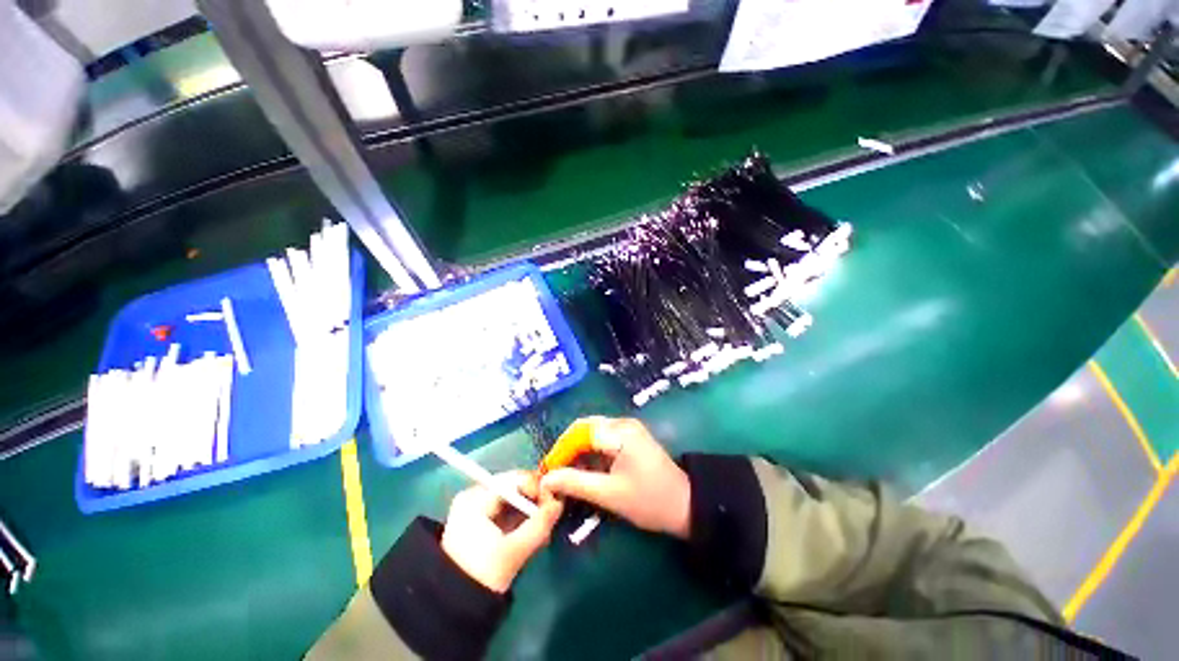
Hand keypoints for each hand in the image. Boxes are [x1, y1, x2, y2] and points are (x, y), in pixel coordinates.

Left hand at [440, 471, 562, 592]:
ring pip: (512, 500)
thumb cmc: (480, 575)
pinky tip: (530, 533)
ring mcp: (475, 507)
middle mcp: (475, 494)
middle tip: (550, 519)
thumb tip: (559, 503)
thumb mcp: (514, 551)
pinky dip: (519, 519)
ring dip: (529, 512)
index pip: (516, 479)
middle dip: (535, 503)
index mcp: (477, 497)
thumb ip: (540, 525)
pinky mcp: (478, 520)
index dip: (538, 488)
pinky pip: (505, 510)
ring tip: (543, 530)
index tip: (554, 505)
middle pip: (515, 488)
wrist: (449, 606)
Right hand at [540, 417, 690, 538]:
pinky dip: (590, 453)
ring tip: (565, 474)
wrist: (685, 505)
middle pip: (585, 428)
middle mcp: (622, 423)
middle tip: (554, 472)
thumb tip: (546, 480)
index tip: (546, 471)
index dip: (560, 450)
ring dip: (577, 452)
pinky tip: (583, 470)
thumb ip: (575, 484)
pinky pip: (602, 439)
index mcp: (620, 432)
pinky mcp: (630, 438)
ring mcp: (627, 429)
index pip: (580, 432)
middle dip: (567, 449)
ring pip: (592, 433)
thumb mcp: (609, 494)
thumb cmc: (649, 500)